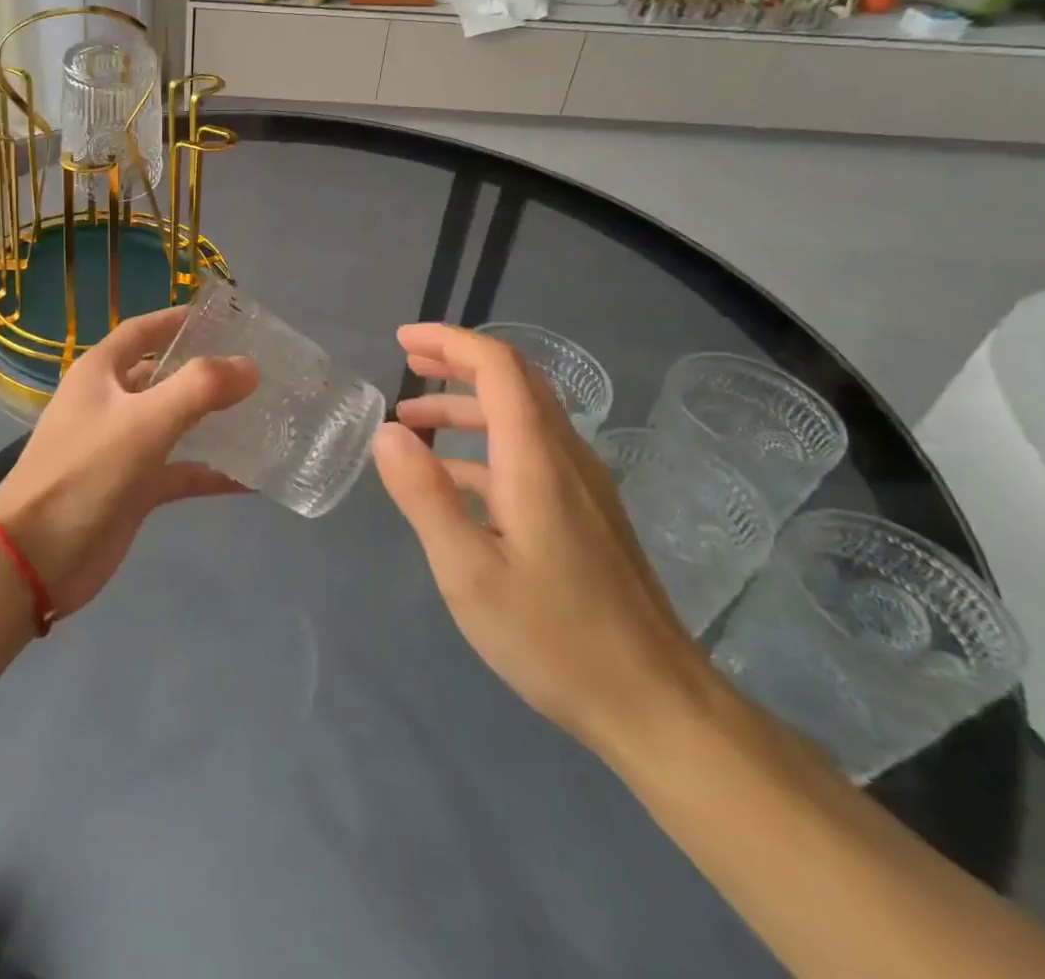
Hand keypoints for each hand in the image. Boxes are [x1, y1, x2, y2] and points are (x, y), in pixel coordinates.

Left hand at [0, 305, 256, 618]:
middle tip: (256, 369)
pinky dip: (209, 472)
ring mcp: (121, 448)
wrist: (35, 558)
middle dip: (204, 371)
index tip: (224, 316)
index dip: (178, 320)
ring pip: (173, 424)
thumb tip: (250, 366)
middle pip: (162, 376)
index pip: (142, 331)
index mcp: (100, 373)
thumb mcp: (144, 421)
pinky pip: (178, 472)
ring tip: (263, 414)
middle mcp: (110, 403)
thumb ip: (199, 388)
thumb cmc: (85, 473)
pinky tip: (250, 478)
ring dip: (211, 421)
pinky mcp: (133, 489)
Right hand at [373, 324, 715, 757]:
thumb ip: (424, 495)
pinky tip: (452, 478)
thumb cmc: (554, 637)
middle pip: (514, 379)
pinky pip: (530, 451)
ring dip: (466, 405)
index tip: (403, 340)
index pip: (498, 367)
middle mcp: (565, 456)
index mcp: (536, 458)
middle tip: (407, 362)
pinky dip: (484, 443)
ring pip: (522, 415)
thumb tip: (387, 431)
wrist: (657, 704)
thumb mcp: (468, 571)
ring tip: (413, 420)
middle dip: (458, 360)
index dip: (450, 342)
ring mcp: (582, 484)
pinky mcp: (585, 512)